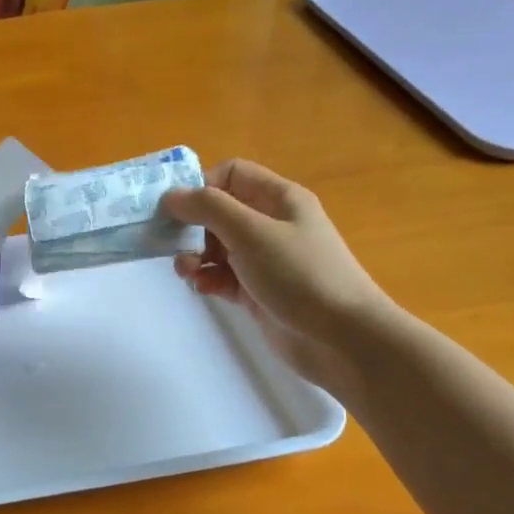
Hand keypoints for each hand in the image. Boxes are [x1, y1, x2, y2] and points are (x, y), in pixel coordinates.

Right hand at [159, 160, 391, 392]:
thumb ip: (208, 208)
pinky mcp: (258, 291)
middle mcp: (271, 223)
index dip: (201, 186)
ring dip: (195, 255)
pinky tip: (203, 289)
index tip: (175, 210)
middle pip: (219, 211)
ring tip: (186, 271)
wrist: (342, 338)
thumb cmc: (299, 274)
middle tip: (172, 244)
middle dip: (192, 226)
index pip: (231, 175)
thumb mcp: (251, 232)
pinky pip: (223, 276)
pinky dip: (208, 278)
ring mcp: (265, 259)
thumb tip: (171, 195)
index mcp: (278, 198)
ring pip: (217, 246)